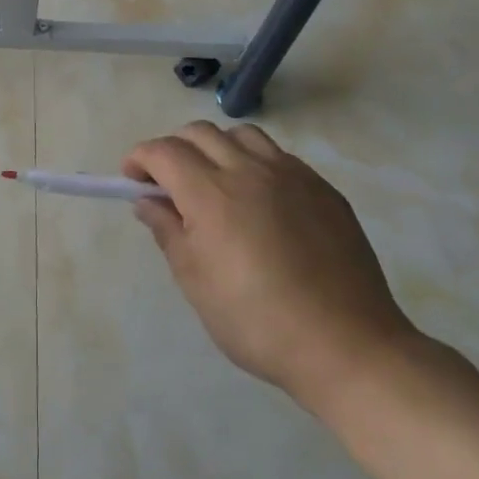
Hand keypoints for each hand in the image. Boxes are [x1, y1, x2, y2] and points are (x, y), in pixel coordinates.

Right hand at [124, 122, 422, 417]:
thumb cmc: (256, 321)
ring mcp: (291, 175)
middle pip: (200, 133)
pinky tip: (260, 202)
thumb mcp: (196, 282)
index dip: (140, 158)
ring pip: (242, 136)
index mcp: (211, 193)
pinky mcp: (323, 188)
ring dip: (216, 148)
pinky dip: (254, 163)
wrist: (346, 345)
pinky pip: (278, 156)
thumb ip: (168, 231)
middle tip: (168, 184)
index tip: (132, 180)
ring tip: (215, 184)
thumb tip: (148, 201)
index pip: (163, 151)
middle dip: (173, 149)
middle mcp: (249, 170)